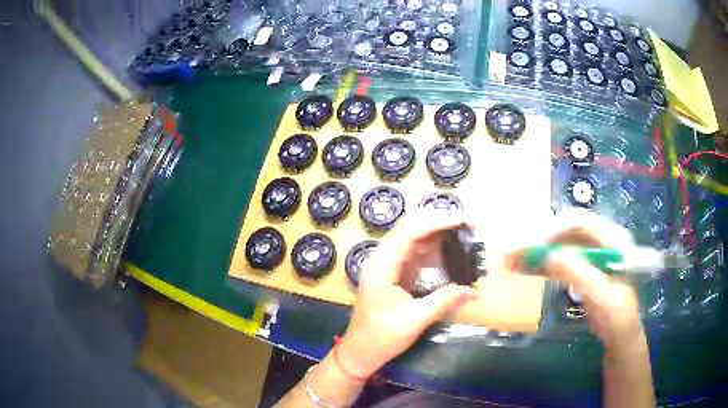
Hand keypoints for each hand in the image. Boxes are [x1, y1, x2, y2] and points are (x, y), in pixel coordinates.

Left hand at [337, 210, 478, 378]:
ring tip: (466, 235)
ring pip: (416, 241)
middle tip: (470, 226)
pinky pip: (417, 255)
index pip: (411, 231)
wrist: (360, 352)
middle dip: (441, 223)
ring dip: (440, 235)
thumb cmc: (382, 337)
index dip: (439, 221)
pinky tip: (453, 252)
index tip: (465, 221)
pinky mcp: (396, 275)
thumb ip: (444, 300)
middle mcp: (383, 259)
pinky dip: (436, 251)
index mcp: (382, 265)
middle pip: (413, 230)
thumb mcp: (415, 320)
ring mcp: (389, 266)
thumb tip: (473, 290)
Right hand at [506, 211, 644, 351]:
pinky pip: (558, 259)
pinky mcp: (581, 268)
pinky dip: (541, 263)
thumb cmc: (616, 316)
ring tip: (513, 260)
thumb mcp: (602, 296)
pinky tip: (525, 268)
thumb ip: (579, 274)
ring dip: (537, 251)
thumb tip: (547, 255)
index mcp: (611, 239)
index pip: (579, 223)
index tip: (531, 247)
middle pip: (565, 230)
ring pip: (559, 244)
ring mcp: (590, 254)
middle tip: (514, 253)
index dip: (554, 230)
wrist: (619, 335)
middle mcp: (600, 240)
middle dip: (539, 240)